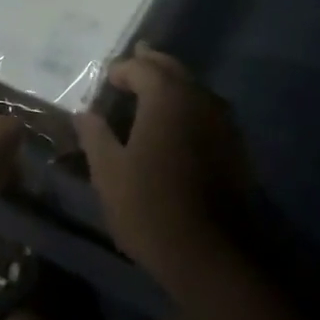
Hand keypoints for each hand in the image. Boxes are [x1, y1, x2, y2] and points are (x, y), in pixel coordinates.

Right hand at [74, 44, 250, 301]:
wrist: (212, 255)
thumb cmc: (151, 207)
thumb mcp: (109, 172)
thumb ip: (95, 135)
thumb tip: (84, 113)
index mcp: (166, 95)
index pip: (140, 67)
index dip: (120, 70)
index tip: (105, 81)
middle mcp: (198, 97)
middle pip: (171, 69)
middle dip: (150, 65)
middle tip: (131, 64)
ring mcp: (222, 121)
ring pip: (192, 88)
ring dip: (171, 85)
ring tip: (151, 92)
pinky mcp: (235, 146)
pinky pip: (206, 111)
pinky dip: (188, 107)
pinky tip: (176, 124)